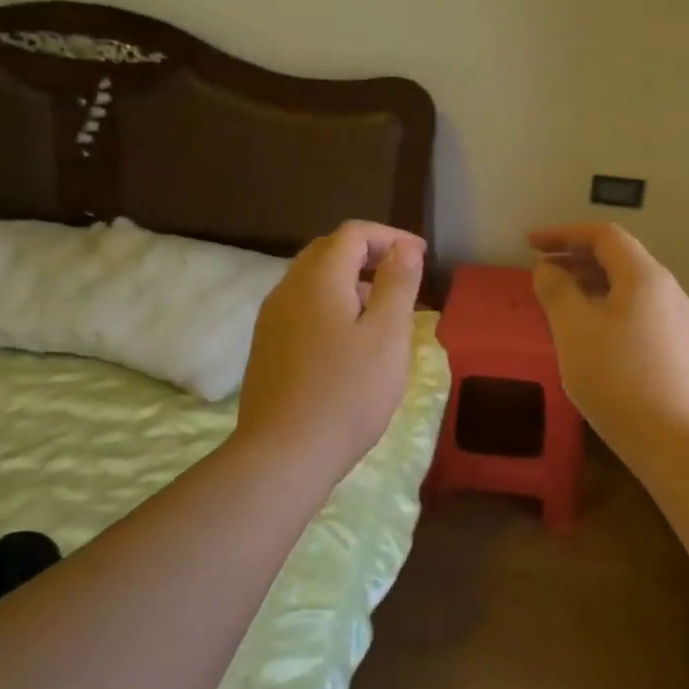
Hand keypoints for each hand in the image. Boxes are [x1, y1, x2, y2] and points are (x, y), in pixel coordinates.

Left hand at [234, 220, 425, 485]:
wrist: (284, 454)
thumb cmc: (347, 392)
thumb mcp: (387, 335)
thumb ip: (397, 284)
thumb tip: (404, 247)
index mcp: (318, 279)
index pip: (353, 233)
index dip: (390, 237)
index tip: (421, 257)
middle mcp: (288, 289)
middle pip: (328, 251)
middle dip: (368, 254)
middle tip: (403, 276)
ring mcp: (272, 320)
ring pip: (313, 280)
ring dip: (350, 280)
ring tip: (382, 309)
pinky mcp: (268, 348)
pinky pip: (303, 307)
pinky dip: (331, 304)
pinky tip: (350, 339)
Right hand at [527, 223, 688, 454]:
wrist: (677, 441)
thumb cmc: (618, 378)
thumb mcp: (574, 330)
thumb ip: (557, 291)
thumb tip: (548, 269)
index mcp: (645, 276)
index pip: (603, 236)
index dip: (564, 234)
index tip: (531, 244)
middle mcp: (669, 290)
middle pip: (620, 260)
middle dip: (577, 260)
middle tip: (541, 274)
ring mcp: (680, 322)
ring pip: (630, 289)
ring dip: (593, 287)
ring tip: (562, 305)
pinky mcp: (682, 350)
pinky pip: (640, 314)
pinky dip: (610, 310)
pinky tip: (592, 338)